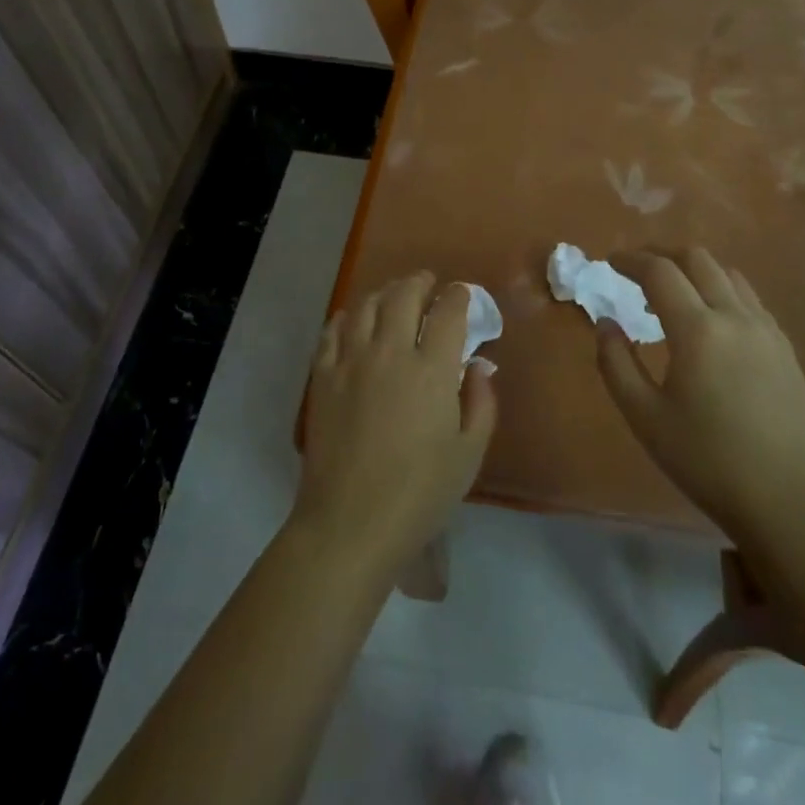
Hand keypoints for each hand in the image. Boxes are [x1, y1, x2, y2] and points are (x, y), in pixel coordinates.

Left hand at [294, 273, 496, 576]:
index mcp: (432, 369)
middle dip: (420, 282)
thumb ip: (481, 402)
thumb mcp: (469, 453)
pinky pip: (331, 331)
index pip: (448, 312)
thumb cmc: (420, 494)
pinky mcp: (322, 377)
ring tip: (393, 295)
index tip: (462, 294)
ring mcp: (350, 361)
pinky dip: (346, 317)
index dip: (458, 296)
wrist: (350, 523)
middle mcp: (390, 352)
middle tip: (428, 283)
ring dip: (384, 292)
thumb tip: (480, 366)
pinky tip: (352, 320)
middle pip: (404, 295)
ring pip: (366, 306)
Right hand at [596, 248, 804, 536]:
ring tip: (672, 294)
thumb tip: (605, 322)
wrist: (788, 500)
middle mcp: (734, 316)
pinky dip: (721, 290)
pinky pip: (748, 298)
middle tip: (637, 271)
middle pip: (696, 258)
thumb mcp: (644, 417)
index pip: (659, 272)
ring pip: (727, 273)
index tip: (610, 261)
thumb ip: (615, 362)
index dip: (630, 259)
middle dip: (662, 255)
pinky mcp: (784, 347)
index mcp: (697, 330)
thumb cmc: (706, 460)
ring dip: (694, 270)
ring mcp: (766, 329)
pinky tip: (710, 321)